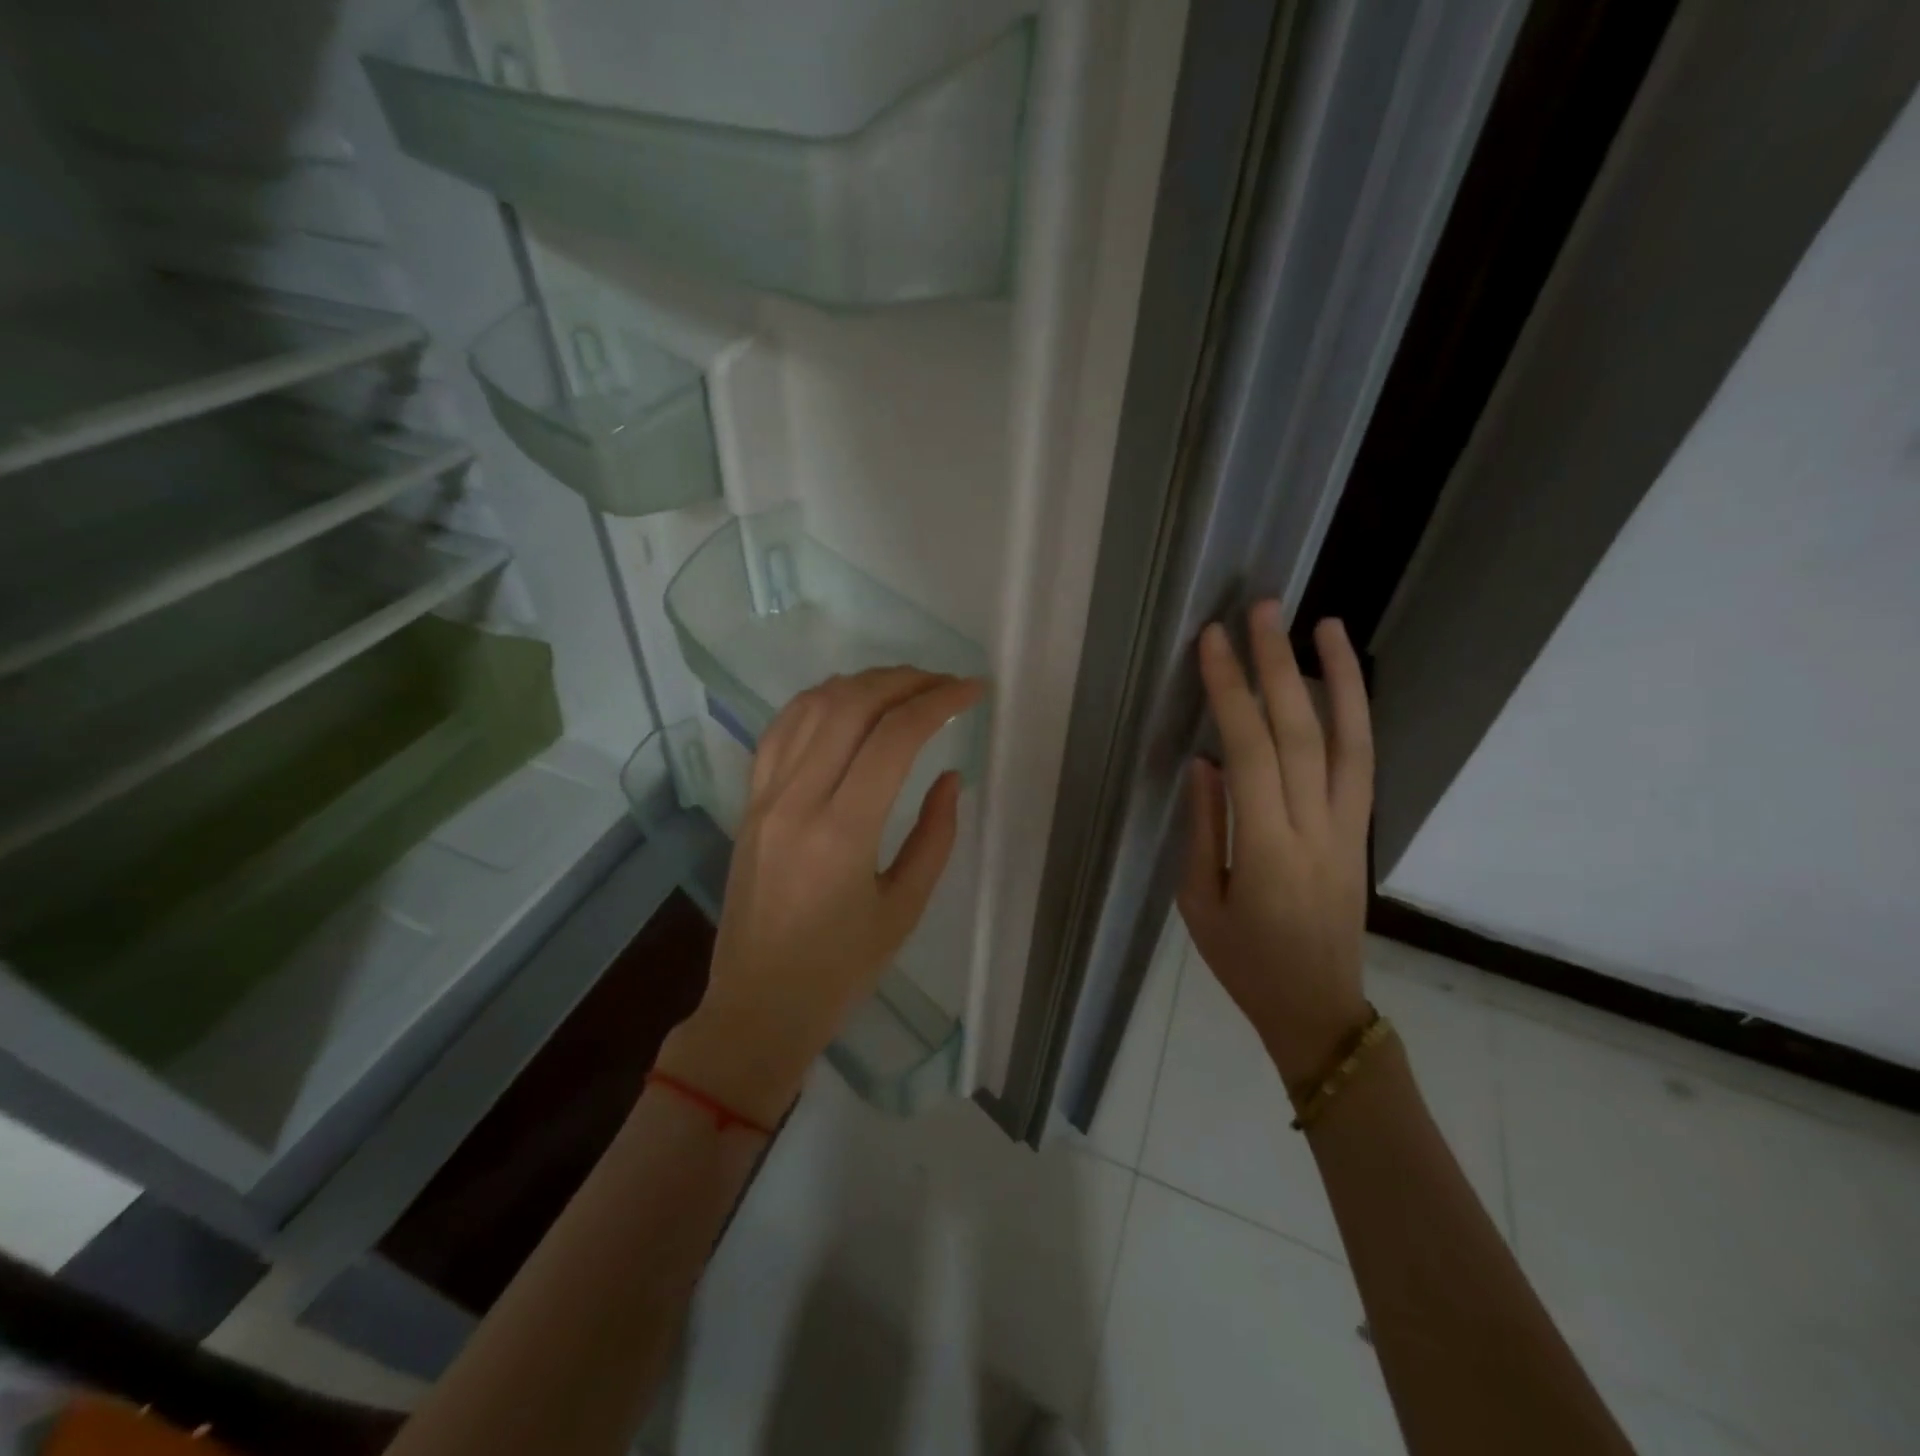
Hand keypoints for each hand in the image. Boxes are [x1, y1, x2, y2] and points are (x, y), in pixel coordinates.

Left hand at [656, 667, 982, 1125]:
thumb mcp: (904, 909)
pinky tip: (846, 701)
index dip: (939, 702)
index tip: (973, 691)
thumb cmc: (840, 971)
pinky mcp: (749, 802)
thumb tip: (949, 776)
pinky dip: (818, 701)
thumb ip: (935, 836)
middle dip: (905, 681)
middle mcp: (797, 800)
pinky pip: (780, 730)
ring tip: (904, 685)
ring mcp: (765, 797)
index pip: (894, 738)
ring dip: (863, 683)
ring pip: (812, 707)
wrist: (757, 1007)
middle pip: (851, 706)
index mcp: (842, 833)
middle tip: (945, 684)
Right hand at [1178, 604, 1373, 1094]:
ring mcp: (1347, 828)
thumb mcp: (1199, 902)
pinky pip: (1364, 763)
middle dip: (1278, 665)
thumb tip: (1204, 761)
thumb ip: (1203, 827)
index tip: (1213, 642)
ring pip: (1349, 740)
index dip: (1231, 692)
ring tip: (1324, 623)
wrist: (1317, 1007)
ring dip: (1337, 677)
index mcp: (1265, 850)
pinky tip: (1342, 682)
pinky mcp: (1361, 831)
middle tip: (1263, 609)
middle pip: (1300, 732)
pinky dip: (1356, 715)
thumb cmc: (1243, 961)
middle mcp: (1315, 828)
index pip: (1249, 753)